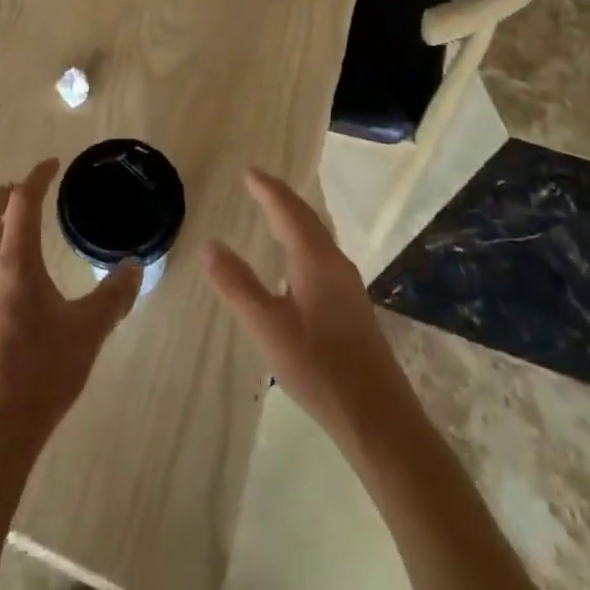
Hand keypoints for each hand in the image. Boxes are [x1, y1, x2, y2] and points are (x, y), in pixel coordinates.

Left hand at [0, 159, 141, 450]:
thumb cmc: (41, 374)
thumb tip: (135, 265)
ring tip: (9, 223)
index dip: (36, 178)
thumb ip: (114, 297)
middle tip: (25, 190)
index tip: (53, 164)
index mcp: (15, 265)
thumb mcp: (88, 333)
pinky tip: (1, 273)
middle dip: (3, 195)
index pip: (21, 204)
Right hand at [204, 168, 408, 443]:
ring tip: (275, 210)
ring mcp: (348, 284)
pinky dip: (304, 238)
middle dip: (282, 198)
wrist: (379, 418)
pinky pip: (323, 253)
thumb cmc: (320, 368)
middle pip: (307, 218)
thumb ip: (238, 285)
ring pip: (318, 235)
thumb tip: (210, 244)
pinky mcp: (353, 305)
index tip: (248, 171)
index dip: (267, 190)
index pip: (288, 211)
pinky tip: (298, 258)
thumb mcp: (269, 327)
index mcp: (315, 259)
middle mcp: (335, 262)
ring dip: (295, 217)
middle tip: (258, 183)